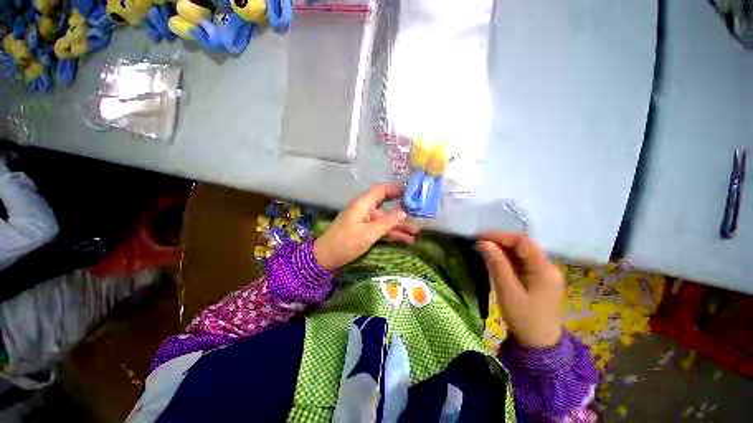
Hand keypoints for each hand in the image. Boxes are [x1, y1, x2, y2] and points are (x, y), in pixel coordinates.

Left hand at [314, 184, 419, 269]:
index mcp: (363, 205)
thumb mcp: (368, 234)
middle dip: (402, 213)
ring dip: (399, 227)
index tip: (412, 193)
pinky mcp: (362, 232)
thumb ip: (387, 223)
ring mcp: (363, 222)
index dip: (396, 189)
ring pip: (385, 221)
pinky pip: (380, 230)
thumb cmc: (345, 243)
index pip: (381, 190)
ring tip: (416, 234)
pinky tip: (405, 240)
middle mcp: (364, 210)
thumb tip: (404, 212)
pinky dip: (391, 234)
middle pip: (386, 208)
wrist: (324, 258)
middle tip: (420, 217)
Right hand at [478, 232, 564, 348]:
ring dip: (508, 254)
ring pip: (526, 258)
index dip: (502, 236)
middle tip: (481, 244)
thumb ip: (498, 267)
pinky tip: (500, 266)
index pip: (524, 242)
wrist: (539, 346)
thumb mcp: (509, 294)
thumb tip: (485, 244)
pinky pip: (528, 267)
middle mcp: (550, 267)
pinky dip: (514, 265)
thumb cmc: (524, 321)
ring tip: (487, 253)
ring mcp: (549, 275)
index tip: (482, 236)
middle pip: (526, 248)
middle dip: (503, 244)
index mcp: (545, 269)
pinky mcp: (545, 283)